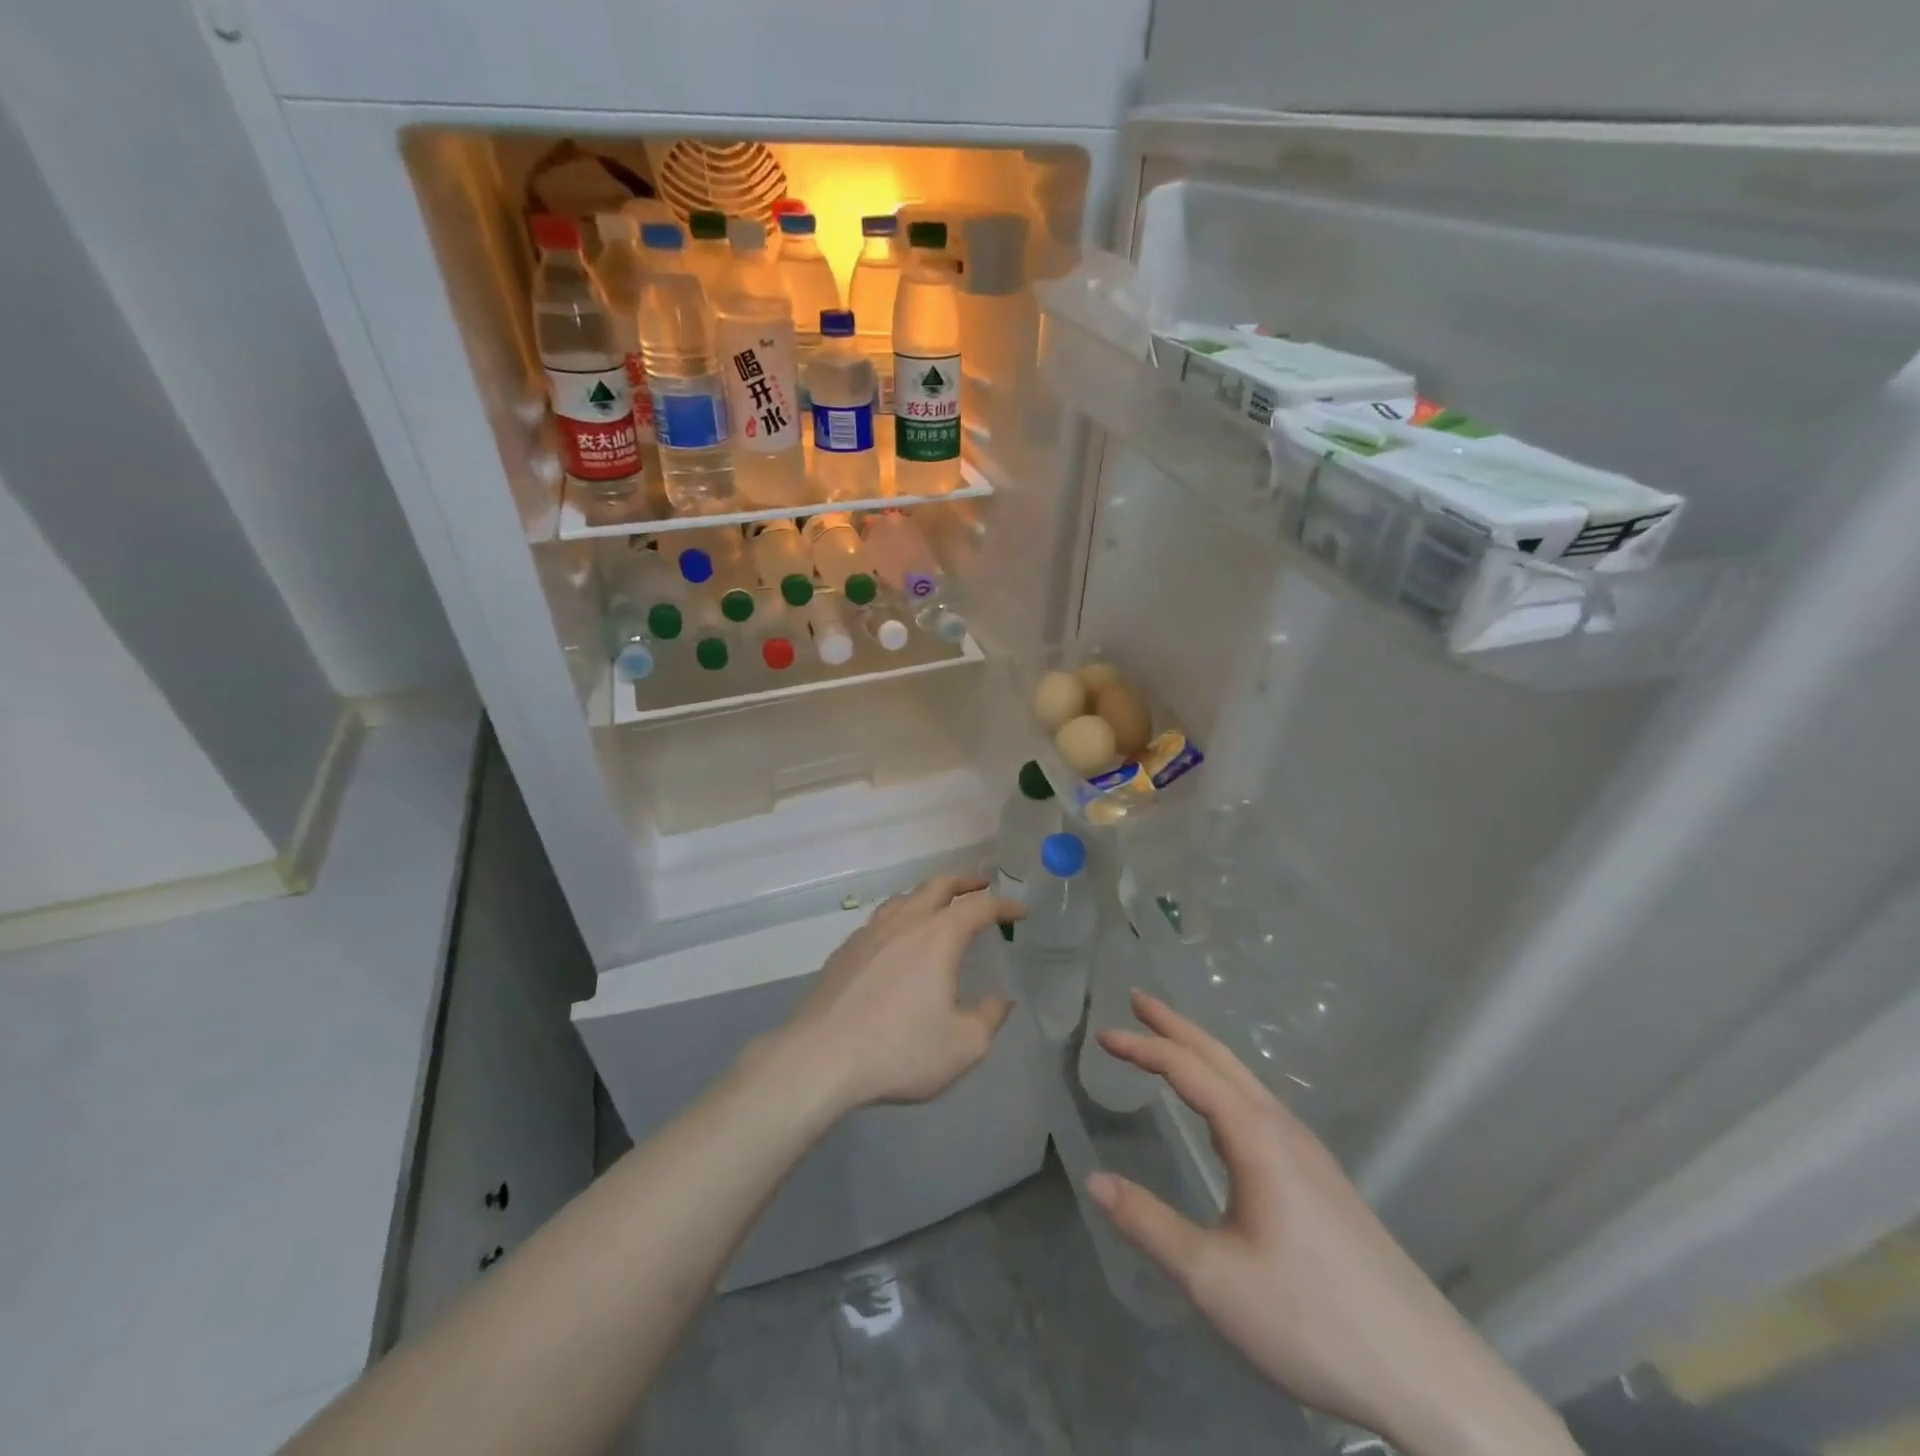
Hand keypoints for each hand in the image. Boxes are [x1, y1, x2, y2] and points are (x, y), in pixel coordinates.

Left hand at [774, 875, 1020, 1115]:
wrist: (821, 1058)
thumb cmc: (900, 1050)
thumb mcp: (963, 1044)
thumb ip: (989, 1017)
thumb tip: (1000, 1000)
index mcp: (938, 936)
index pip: (979, 906)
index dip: (1004, 906)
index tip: (1021, 912)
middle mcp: (904, 922)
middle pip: (938, 885)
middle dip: (965, 881)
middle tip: (982, 883)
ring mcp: (870, 932)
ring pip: (904, 897)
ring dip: (929, 894)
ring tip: (939, 905)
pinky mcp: (845, 950)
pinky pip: (880, 920)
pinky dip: (900, 917)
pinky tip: (898, 941)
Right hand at [1089, 993, 1577, 1455]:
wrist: (1430, 1376)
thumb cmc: (1312, 1320)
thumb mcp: (1213, 1279)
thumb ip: (1149, 1224)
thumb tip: (1094, 1179)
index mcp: (1255, 1137)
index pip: (1187, 1070)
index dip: (1142, 1047)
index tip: (1103, 1035)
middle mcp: (1283, 1128)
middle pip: (1221, 1058)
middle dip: (1176, 1026)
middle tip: (1137, 1000)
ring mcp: (1310, 1152)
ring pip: (1245, 1080)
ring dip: (1202, 1052)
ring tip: (1169, 1042)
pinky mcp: (1324, 1178)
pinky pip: (1261, 1105)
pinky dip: (1225, 1083)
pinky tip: (1223, 1111)